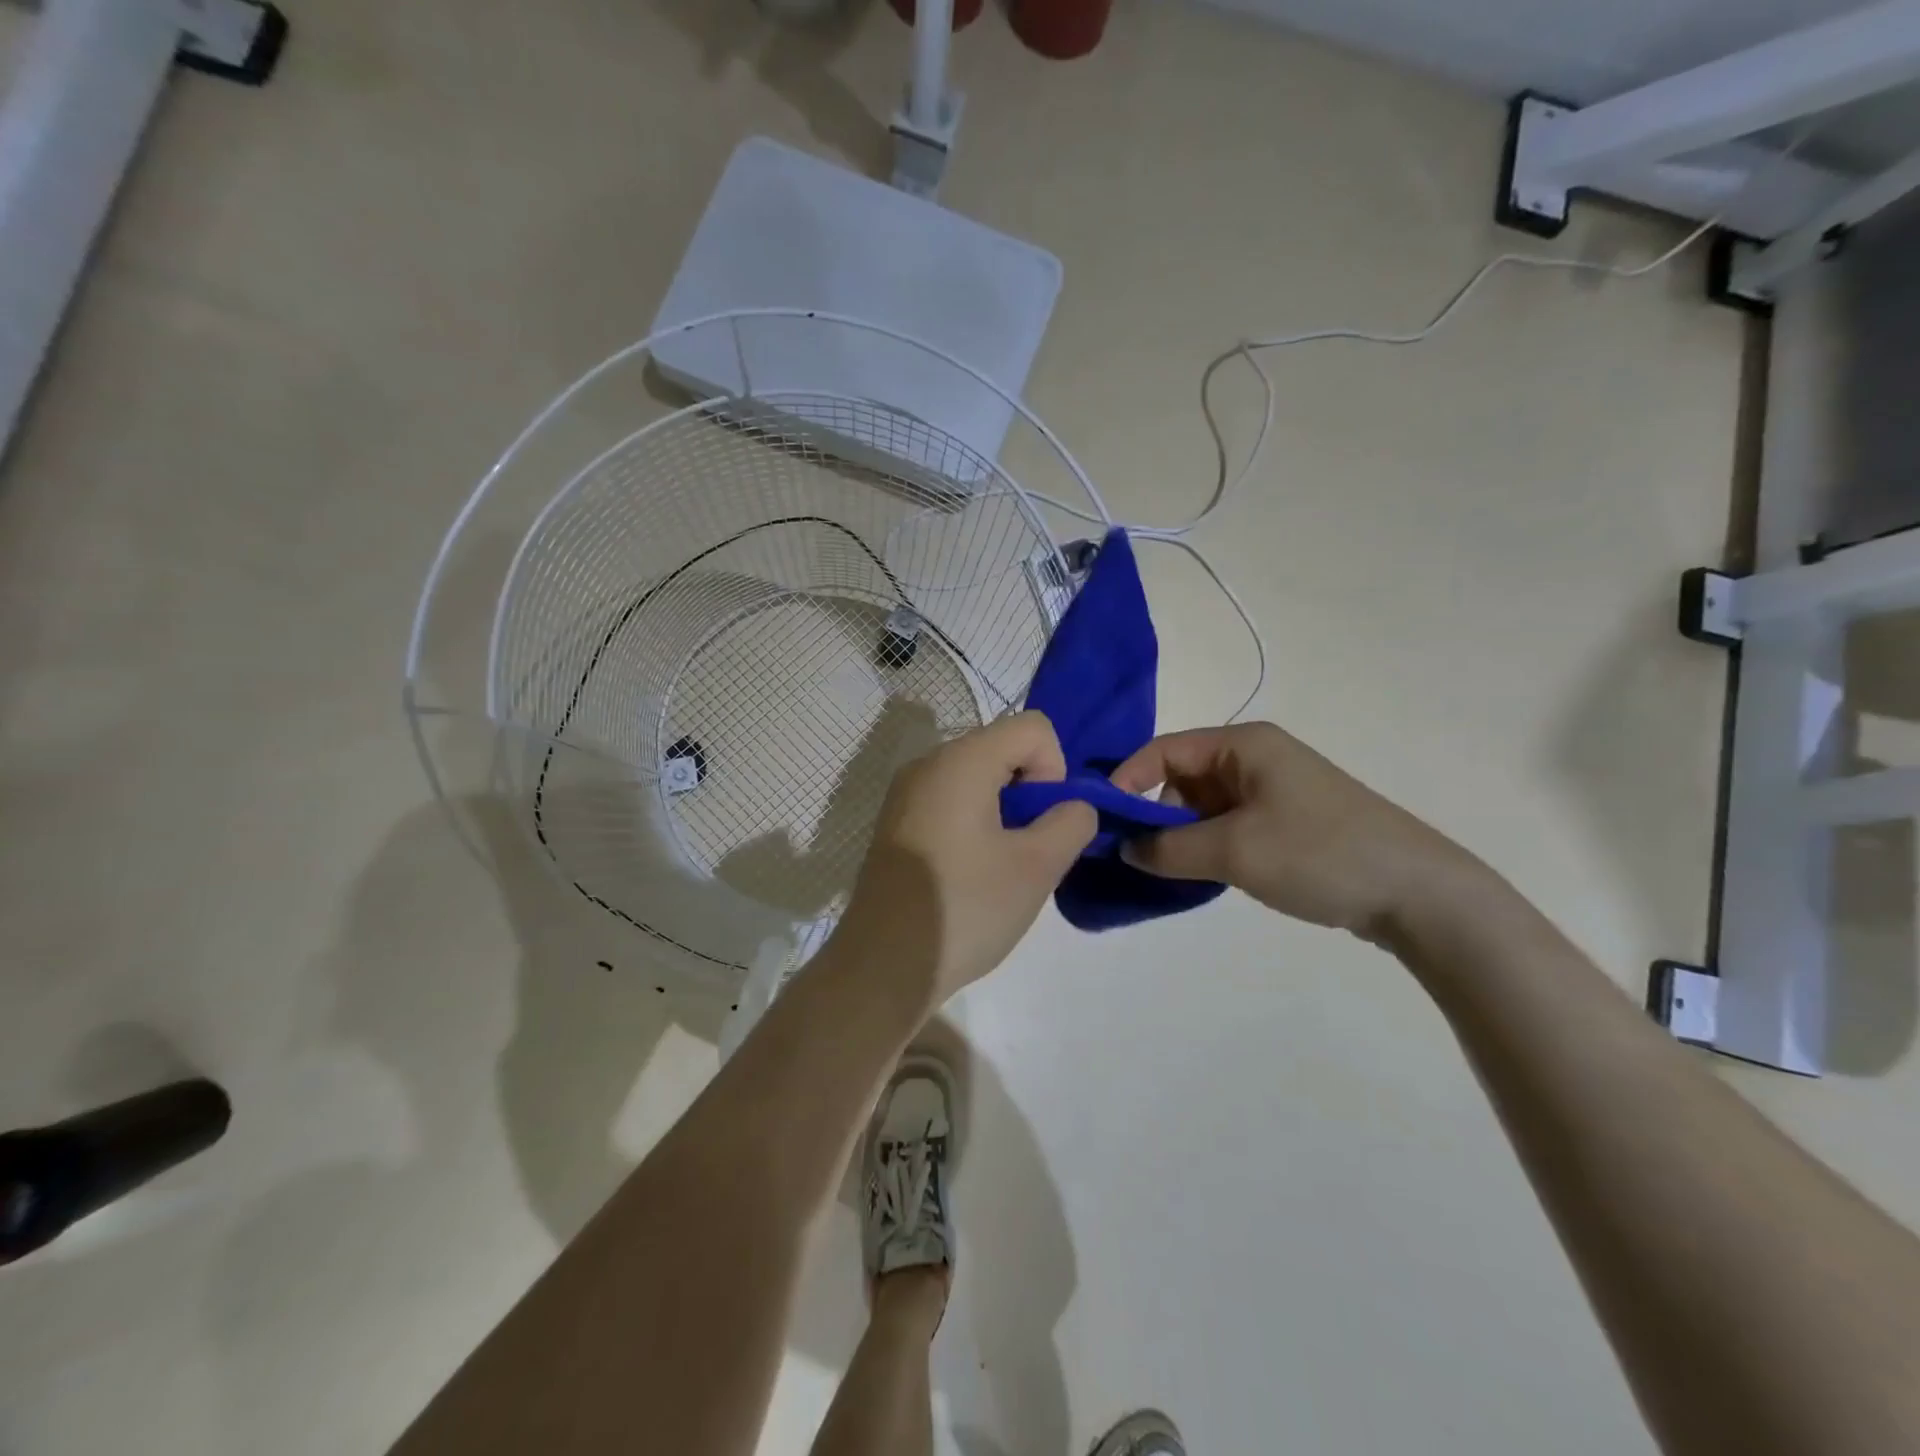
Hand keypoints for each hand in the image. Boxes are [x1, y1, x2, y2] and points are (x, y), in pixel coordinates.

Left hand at [832, 712, 1097, 1008]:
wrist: (883, 965)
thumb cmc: (964, 909)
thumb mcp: (1037, 867)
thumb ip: (1072, 822)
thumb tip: (1073, 807)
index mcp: (961, 761)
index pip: (1033, 727)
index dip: (1054, 770)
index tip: (1042, 823)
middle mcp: (928, 764)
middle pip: (1002, 749)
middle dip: (1030, 793)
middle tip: (1028, 850)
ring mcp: (906, 794)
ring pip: (978, 778)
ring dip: (1004, 812)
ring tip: (1001, 867)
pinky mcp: (897, 823)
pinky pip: (951, 801)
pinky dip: (975, 824)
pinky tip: (972, 874)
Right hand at [1112, 722, 1482, 939]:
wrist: (1418, 893)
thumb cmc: (1319, 854)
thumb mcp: (1233, 850)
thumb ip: (1167, 849)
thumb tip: (1124, 849)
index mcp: (1243, 744)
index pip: (1163, 750)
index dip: (1127, 781)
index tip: (1103, 822)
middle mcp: (1256, 757)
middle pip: (1181, 777)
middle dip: (1156, 815)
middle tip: (1142, 857)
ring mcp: (1274, 789)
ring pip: (1204, 806)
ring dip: (1184, 836)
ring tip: (1178, 872)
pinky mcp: (1288, 820)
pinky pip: (1230, 824)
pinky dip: (1210, 846)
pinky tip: (1210, 875)